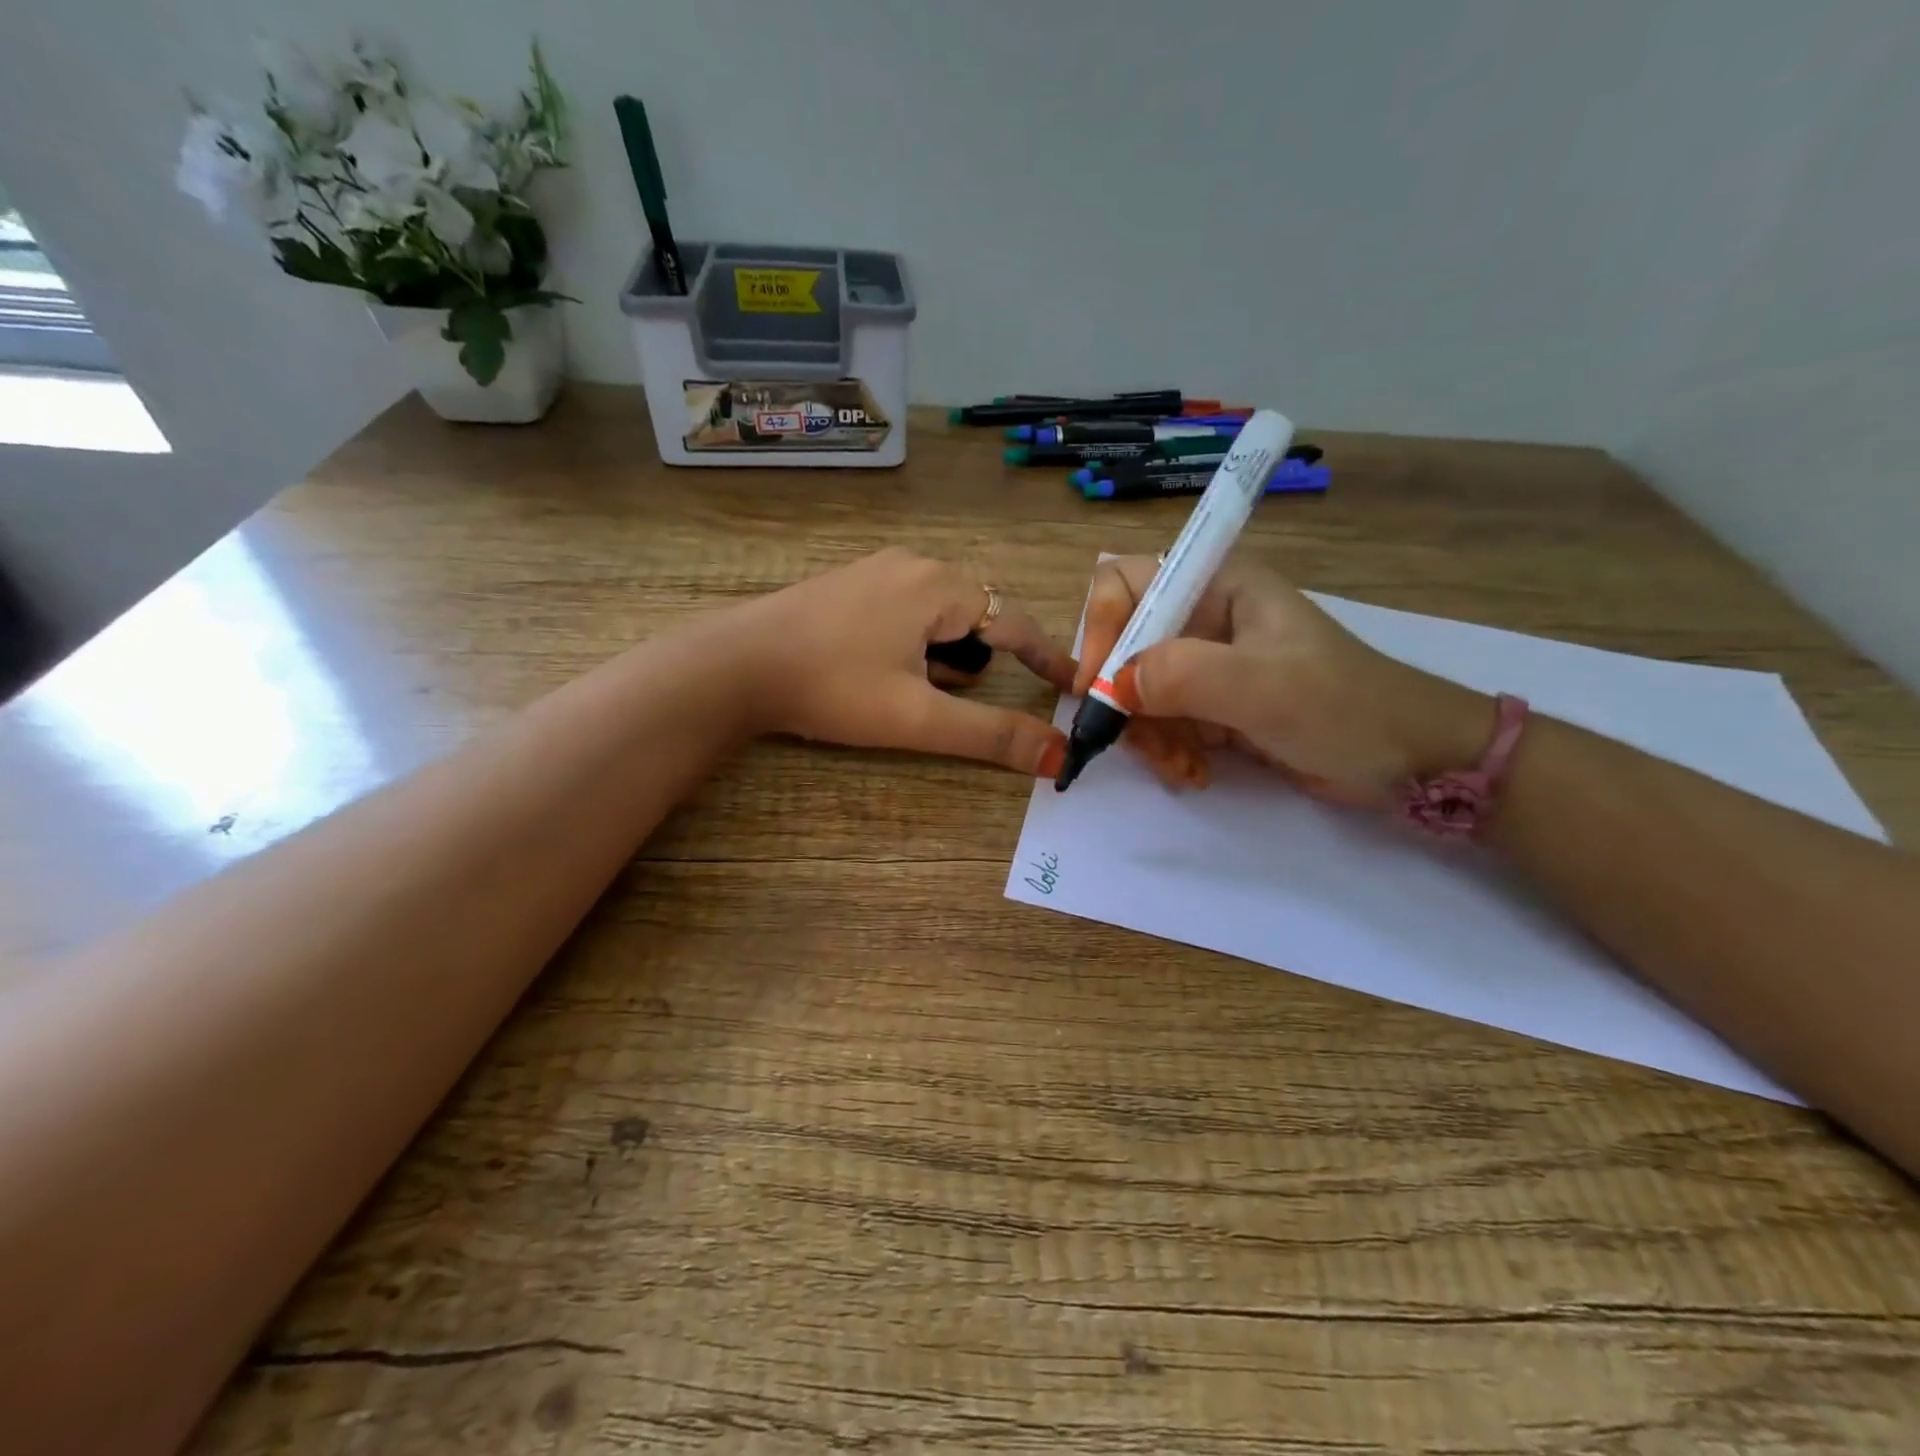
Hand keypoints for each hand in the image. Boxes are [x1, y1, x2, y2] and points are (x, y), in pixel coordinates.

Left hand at [726, 549, 1074, 775]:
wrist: (734, 665)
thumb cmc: (832, 687)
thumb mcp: (918, 716)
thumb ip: (991, 734)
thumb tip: (1058, 754)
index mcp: (939, 586)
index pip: (1015, 622)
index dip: (1047, 658)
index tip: (1071, 686)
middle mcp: (913, 565)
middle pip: (974, 617)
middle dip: (971, 662)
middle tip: (937, 697)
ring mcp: (875, 570)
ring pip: (936, 616)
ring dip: (938, 656)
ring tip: (899, 689)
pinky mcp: (847, 584)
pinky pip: (903, 611)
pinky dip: (909, 644)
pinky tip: (871, 670)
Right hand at [1073, 555, 1491, 804]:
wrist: (1411, 761)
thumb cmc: (1343, 707)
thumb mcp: (1262, 686)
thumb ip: (1182, 674)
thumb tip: (1112, 686)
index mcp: (1217, 586)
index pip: (1125, 583)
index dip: (1102, 628)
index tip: (1099, 687)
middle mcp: (1204, 618)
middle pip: (1124, 645)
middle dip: (1125, 699)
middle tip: (1138, 742)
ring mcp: (1208, 664)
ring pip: (1138, 691)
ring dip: (1148, 735)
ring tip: (1180, 769)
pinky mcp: (1214, 705)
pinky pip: (1163, 722)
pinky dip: (1168, 751)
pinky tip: (1194, 773)